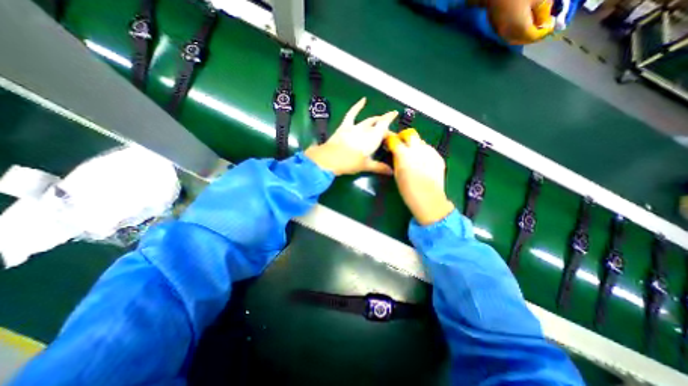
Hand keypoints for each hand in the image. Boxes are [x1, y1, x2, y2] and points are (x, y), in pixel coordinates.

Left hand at [305, 97, 398, 174]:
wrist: (330, 159)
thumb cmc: (350, 163)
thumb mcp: (366, 166)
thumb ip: (379, 167)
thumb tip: (391, 172)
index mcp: (373, 138)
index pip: (385, 127)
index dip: (391, 122)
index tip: (396, 116)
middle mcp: (366, 130)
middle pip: (378, 125)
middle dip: (384, 126)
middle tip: (387, 132)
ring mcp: (355, 126)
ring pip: (368, 120)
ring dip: (375, 119)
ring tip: (379, 119)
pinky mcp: (345, 126)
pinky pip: (352, 113)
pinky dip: (358, 106)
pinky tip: (363, 99)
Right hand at [390, 130, 455, 225]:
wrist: (429, 199)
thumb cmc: (408, 190)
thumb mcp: (397, 174)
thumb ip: (397, 160)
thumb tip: (396, 153)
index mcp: (404, 154)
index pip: (394, 139)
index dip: (390, 140)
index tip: (389, 143)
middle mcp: (417, 149)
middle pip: (410, 134)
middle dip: (405, 137)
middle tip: (402, 146)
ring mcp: (430, 152)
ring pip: (421, 142)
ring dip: (415, 146)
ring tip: (414, 157)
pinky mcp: (438, 157)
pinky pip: (429, 150)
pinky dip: (425, 153)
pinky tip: (424, 163)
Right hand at [485, 1, 554, 43]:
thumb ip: (544, 10)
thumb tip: (545, 20)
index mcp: (521, 29)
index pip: (533, 36)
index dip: (544, 32)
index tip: (552, 26)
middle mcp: (509, 35)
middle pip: (522, 41)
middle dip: (532, 36)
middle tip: (543, 27)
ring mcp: (500, 33)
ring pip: (513, 39)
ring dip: (523, 36)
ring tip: (532, 27)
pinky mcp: (496, 28)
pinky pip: (507, 35)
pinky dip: (515, 33)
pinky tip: (520, 25)